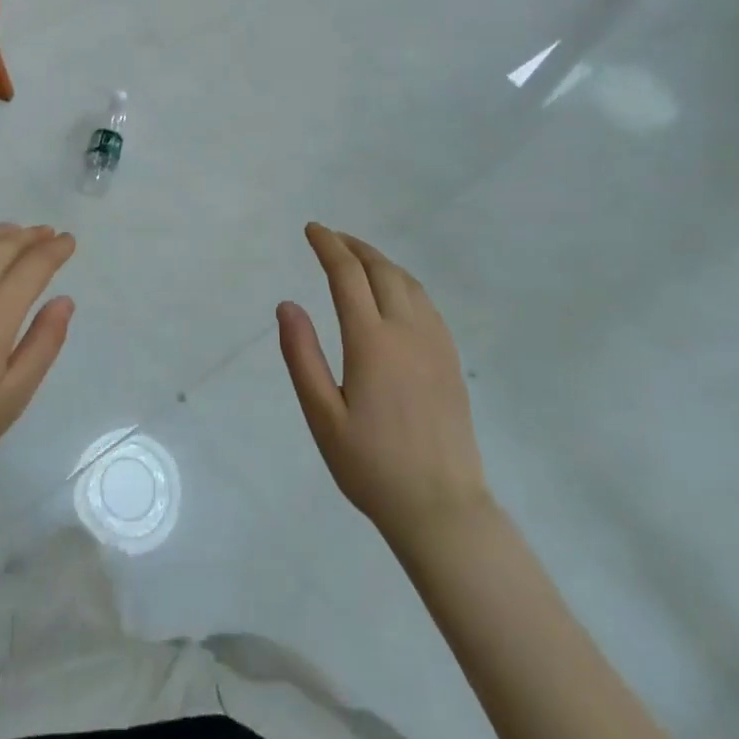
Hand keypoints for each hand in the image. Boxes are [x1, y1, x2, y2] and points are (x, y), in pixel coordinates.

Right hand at [277, 224, 487, 550]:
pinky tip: (394, 292)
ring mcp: (436, 345)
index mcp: (372, 342)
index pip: (347, 275)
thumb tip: (287, 304)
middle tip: (330, 237)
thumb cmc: (371, 466)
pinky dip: (404, 282)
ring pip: (409, 283)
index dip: (328, 246)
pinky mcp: (451, 360)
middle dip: (354, 246)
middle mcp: (408, 332)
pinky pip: (427, 303)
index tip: (312, 229)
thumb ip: (302, 356)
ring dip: (380, 261)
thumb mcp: (322, 416)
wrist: (441, 508)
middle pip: (381, 270)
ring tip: (357, 258)